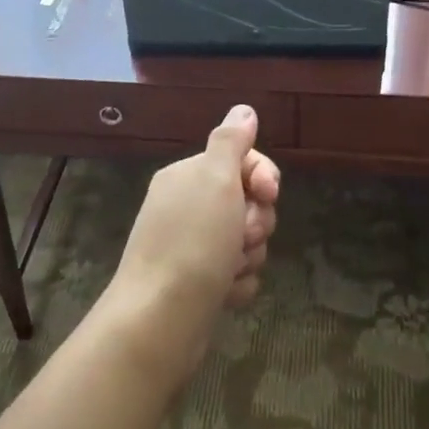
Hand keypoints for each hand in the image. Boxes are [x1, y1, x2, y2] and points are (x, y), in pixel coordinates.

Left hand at [104, 105, 280, 390]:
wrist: (160, 319)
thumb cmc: (193, 242)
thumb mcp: (215, 179)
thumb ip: (232, 141)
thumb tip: (243, 109)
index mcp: (187, 176)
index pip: (241, 160)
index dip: (263, 176)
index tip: (268, 194)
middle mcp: (186, 206)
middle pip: (248, 202)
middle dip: (257, 222)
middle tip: (241, 237)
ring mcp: (191, 246)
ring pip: (247, 241)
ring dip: (248, 256)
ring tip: (228, 270)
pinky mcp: (198, 282)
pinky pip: (237, 274)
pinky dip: (237, 284)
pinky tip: (223, 294)